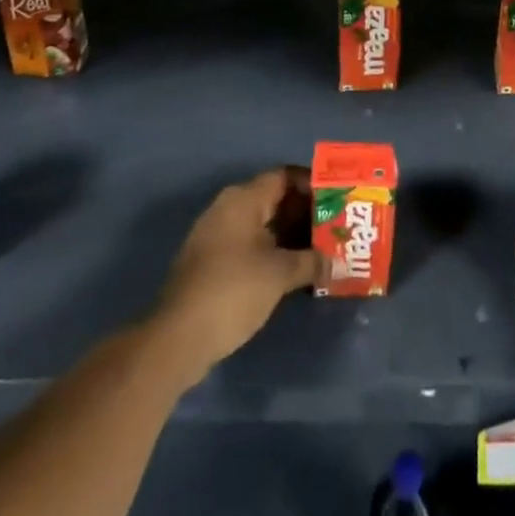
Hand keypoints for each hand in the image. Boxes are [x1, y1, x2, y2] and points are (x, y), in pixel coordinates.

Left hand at [149, 167, 321, 384]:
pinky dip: (273, 254)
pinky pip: (251, 246)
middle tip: (335, 228)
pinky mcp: (212, 263)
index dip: (312, 184)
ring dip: (291, 237)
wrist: (177, 338)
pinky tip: (294, 273)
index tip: (337, 200)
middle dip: (305, 214)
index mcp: (243, 199)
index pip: (284, 176)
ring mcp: (217, 237)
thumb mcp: (280, 274)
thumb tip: (335, 261)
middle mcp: (228, 209)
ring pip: (263, 226)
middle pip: (274, 200)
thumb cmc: (233, 290)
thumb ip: (311, 261)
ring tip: (321, 251)